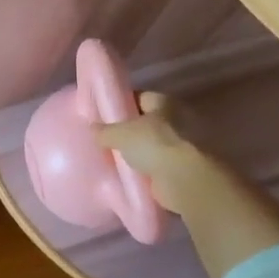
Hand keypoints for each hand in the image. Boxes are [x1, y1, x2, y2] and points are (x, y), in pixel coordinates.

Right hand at [96, 93, 215, 215]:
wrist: (185, 180)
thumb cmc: (154, 144)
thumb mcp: (121, 133)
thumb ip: (105, 130)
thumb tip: (93, 128)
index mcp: (164, 102)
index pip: (139, 97)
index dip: (121, 104)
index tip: (104, 116)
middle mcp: (177, 119)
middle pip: (147, 123)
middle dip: (129, 132)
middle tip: (106, 141)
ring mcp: (182, 145)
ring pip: (152, 147)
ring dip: (138, 154)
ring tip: (115, 162)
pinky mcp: (183, 169)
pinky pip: (157, 167)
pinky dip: (146, 173)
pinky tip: (129, 178)